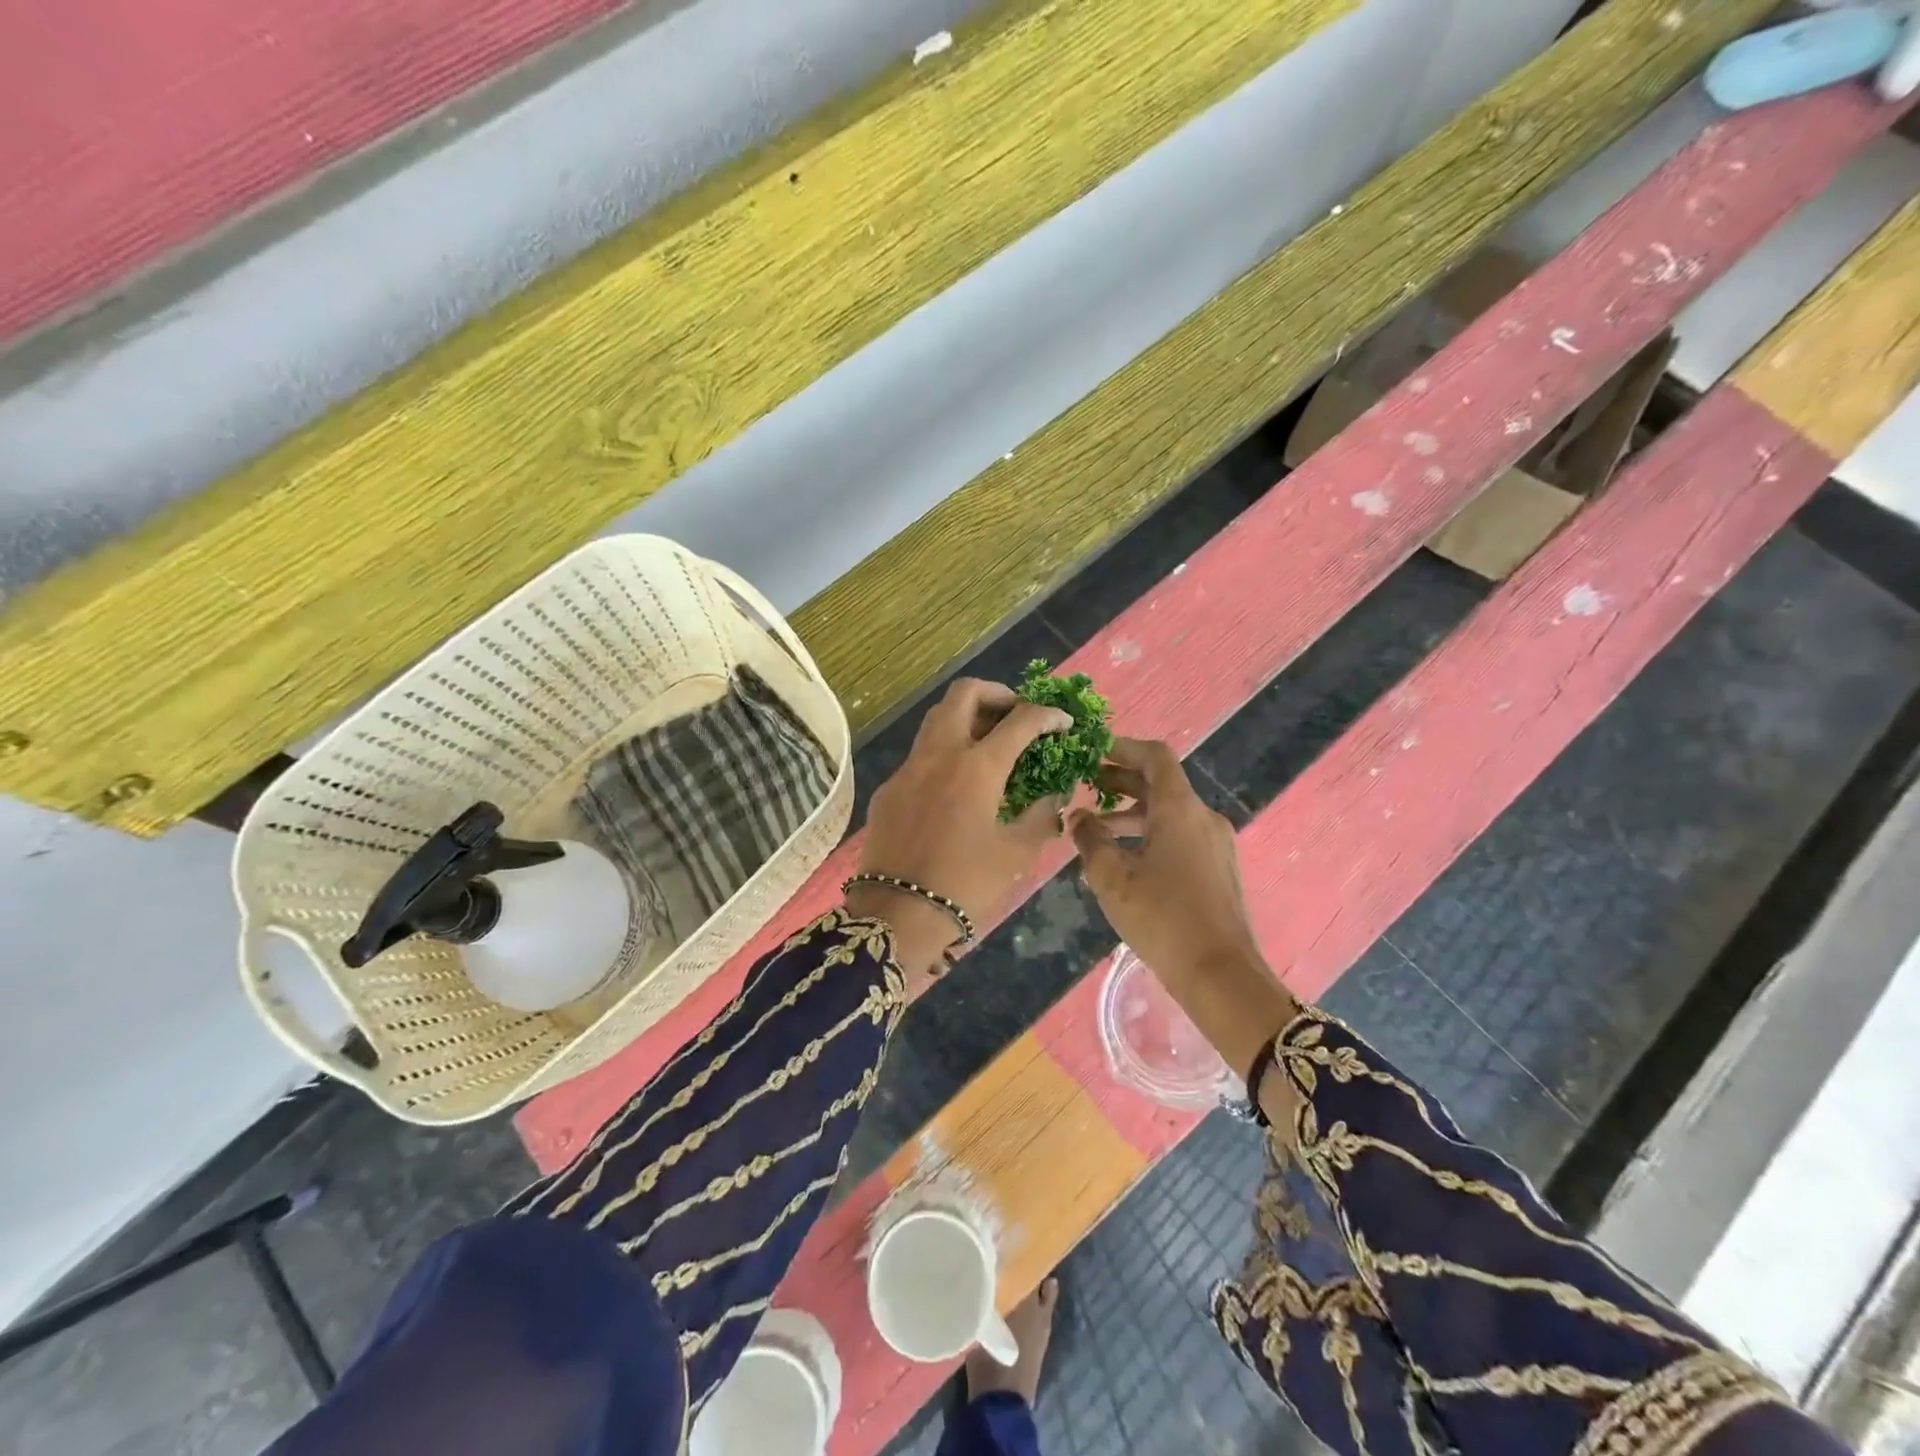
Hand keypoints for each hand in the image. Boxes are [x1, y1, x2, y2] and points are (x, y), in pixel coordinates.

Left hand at [849, 679, 1073, 979]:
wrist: (898, 913)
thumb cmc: (965, 884)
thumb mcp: (1016, 853)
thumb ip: (1040, 816)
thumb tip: (1052, 796)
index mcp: (978, 766)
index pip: (1021, 720)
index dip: (1048, 715)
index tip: (1062, 723)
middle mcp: (940, 753)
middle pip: (964, 693)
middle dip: (997, 694)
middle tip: (1016, 716)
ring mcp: (908, 768)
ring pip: (936, 718)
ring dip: (966, 717)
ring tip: (989, 742)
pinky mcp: (889, 787)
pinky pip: (920, 754)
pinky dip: (945, 752)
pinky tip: (956, 784)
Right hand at [1069, 738, 1297, 1083]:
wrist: (1220, 974)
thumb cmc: (1161, 917)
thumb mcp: (1111, 877)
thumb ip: (1090, 839)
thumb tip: (1079, 816)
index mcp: (1180, 809)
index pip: (1155, 757)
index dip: (1123, 748)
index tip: (1093, 752)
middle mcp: (1203, 817)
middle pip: (1161, 784)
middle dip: (1121, 782)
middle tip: (1084, 786)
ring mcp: (1216, 844)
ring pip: (1169, 814)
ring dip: (1131, 814)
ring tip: (1095, 830)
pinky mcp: (1219, 869)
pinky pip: (1180, 837)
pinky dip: (1150, 835)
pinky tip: (1123, 861)